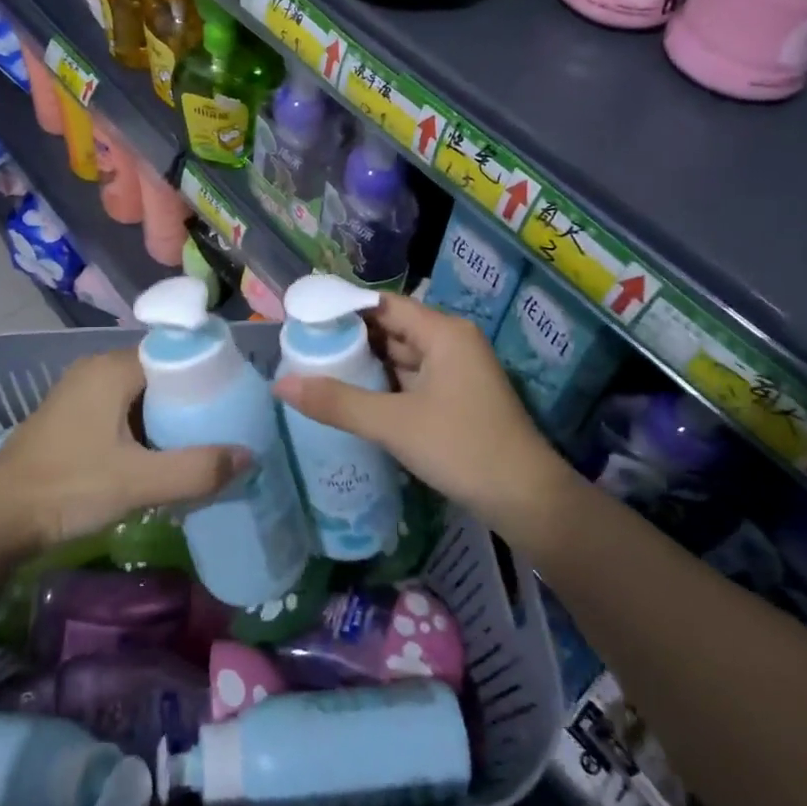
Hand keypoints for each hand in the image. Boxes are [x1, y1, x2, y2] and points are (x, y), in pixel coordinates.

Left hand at [0, 349, 242, 554]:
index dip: (209, 374)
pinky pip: (122, 409)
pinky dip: (145, 426)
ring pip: (141, 394)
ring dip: (168, 416)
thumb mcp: (138, 482)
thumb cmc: (68, 488)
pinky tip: (160, 454)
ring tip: (201, 442)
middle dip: (192, 399)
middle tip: (224, 426)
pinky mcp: (71, 416)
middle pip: (160, 374)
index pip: (175, 354)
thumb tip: (249, 455)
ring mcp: (80, 391)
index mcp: (112, 368)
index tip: (236, 400)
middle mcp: (96, 368)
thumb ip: (196, 469)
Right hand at [272, 293, 572, 536]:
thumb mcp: (394, 424)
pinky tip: (351, 396)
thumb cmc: (462, 448)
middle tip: (302, 347)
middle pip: (391, 328)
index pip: (383, 305)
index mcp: (443, 332)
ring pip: (400, 357)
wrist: (526, 500)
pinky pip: (410, 379)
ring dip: (365, 363)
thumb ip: (337, 402)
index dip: (343, 309)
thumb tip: (280, 384)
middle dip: (349, 338)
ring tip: (316, 369)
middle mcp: (450, 342)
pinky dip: (382, 385)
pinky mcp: (455, 398)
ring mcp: (455, 371)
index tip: (304, 320)